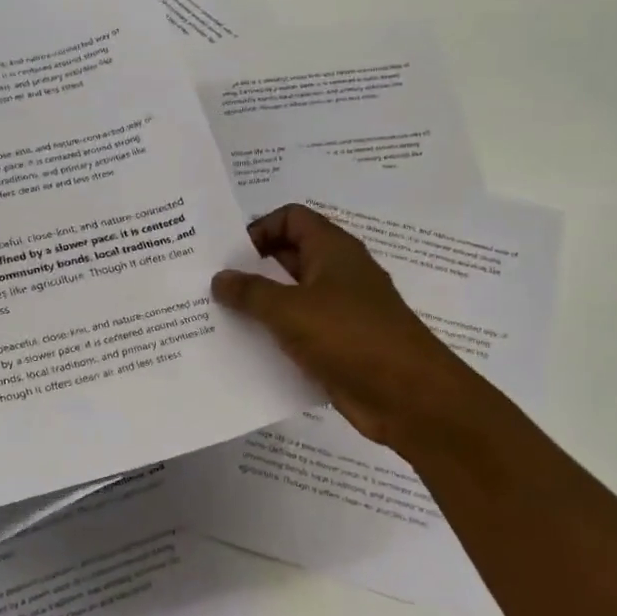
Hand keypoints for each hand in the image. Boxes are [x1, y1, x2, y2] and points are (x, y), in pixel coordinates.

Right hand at [211, 204, 501, 449]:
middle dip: (250, 268)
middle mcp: (337, 273)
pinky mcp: (338, 346)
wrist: (409, 397)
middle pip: (287, 256)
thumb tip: (220, 278)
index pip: (291, 218)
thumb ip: (250, 292)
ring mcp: (339, 311)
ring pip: (290, 298)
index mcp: (332, 250)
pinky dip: (274, 337)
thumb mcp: (290, 310)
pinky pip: (298, 332)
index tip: (228, 255)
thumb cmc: (350, 337)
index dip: (259, 228)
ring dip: (258, 306)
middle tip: (208, 284)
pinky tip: (244, 351)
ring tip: (216, 317)